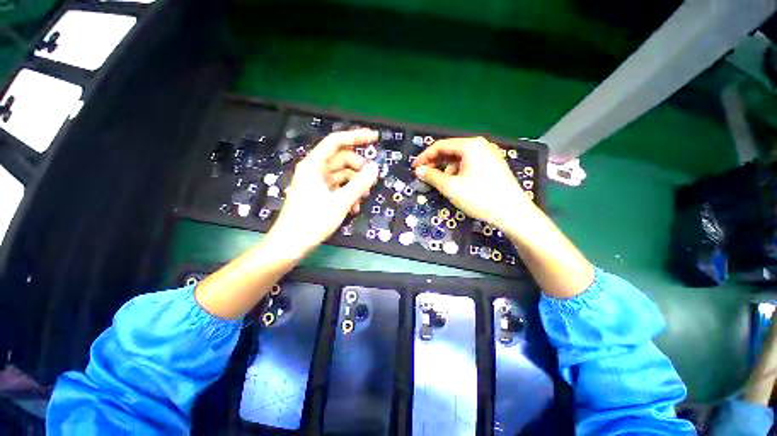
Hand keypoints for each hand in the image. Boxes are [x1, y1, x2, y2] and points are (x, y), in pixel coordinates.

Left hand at [267, 129, 379, 256]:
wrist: (291, 245)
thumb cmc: (313, 221)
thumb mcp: (341, 201)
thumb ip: (360, 183)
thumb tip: (375, 168)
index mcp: (314, 165)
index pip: (337, 141)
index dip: (357, 137)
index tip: (375, 138)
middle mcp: (315, 170)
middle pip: (342, 160)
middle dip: (359, 168)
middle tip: (372, 180)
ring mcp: (316, 183)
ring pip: (342, 175)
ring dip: (355, 184)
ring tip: (364, 197)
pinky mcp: (319, 195)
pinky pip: (338, 188)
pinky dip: (348, 194)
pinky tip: (354, 208)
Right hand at [412, 137, 533, 229]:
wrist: (513, 213)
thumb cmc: (479, 197)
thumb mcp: (451, 187)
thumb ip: (432, 176)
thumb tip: (419, 170)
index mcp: (471, 146)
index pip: (441, 146)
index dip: (425, 156)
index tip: (414, 168)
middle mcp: (481, 145)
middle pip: (451, 151)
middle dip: (436, 163)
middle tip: (424, 176)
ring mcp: (489, 155)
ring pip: (460, 159)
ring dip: (447, 170)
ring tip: (444, 185)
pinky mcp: (493, 165)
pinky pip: (470, 165)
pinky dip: (459, 173)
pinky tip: (458, 185)